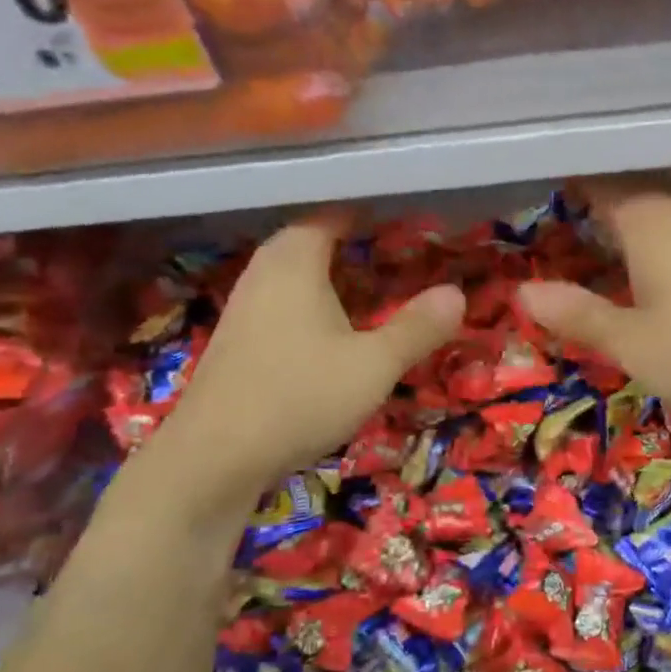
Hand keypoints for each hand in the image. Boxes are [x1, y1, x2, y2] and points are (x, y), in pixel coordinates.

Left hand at [144, 212, 464, 511]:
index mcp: (295, 261)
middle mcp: (263, 273)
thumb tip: (456, 293)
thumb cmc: (300, 396)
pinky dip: (309, 306)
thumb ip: (417, 327)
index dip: (369, 214)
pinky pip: (280, 304)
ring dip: (328, 277)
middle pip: (309, 241)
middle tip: (394, 255)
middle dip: (350, 244)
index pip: (332, 213)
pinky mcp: (236, 342)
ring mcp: (243, 307)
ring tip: (369, 290)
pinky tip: (329, 335)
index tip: (407, 221)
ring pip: (292, 275)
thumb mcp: (374, 365)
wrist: (214, 458)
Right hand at [517, 177, 670, 419]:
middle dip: (599, 200)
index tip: (542, 190)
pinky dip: (662, 240)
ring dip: (633, 220)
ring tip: (604, 241)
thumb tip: (523, 292)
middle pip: (634, 190)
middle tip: (566, 218)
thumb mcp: (635, 346)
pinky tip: (662, 269)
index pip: (600, 183)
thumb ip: (580, 316)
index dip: (570, 184)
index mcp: (650, 222)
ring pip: (665, 210)